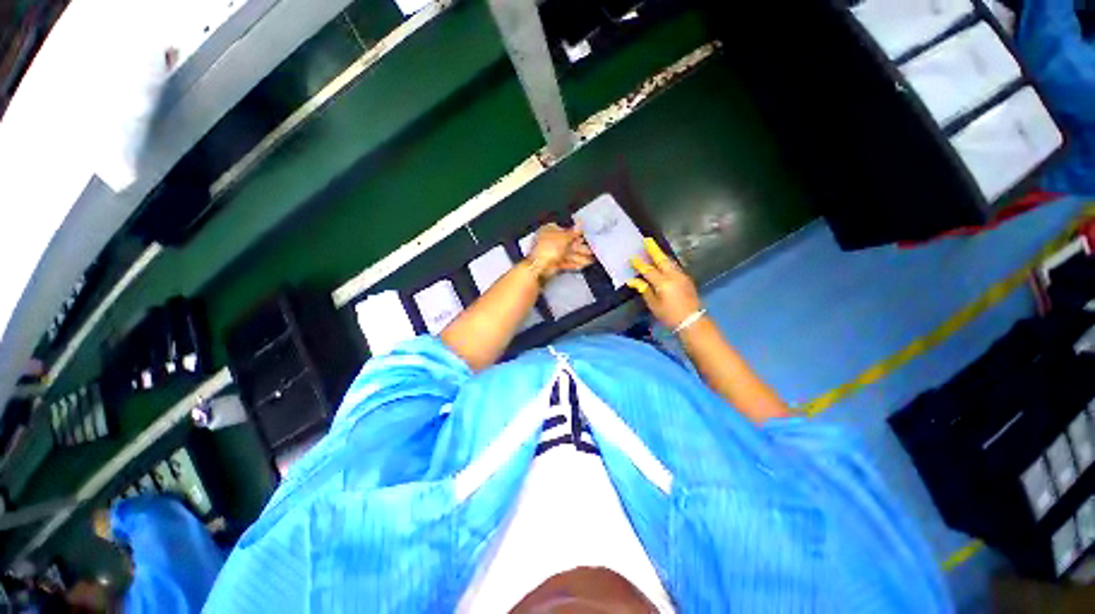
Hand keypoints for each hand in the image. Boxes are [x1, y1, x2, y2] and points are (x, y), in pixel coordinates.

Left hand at [527, 223, 594, 282]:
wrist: (539, 267)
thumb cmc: (548, 249)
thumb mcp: (564, 238)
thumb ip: (573, 232)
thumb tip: (580, 224)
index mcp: (549, 230)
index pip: (565, 231)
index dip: (577, 235)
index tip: (586, 239)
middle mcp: (550, 241)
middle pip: (568, 244)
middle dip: (581, 248)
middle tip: (592, 251)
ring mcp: (551, 253)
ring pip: (568, 254)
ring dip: (580, 257)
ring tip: (591, 260)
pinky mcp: (553, 263)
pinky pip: (565, 262)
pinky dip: (574, 263)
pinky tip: (582, 265)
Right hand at [627, 238, 701, 329]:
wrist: (692, 321)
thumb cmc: (669, 315)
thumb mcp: (653, 304)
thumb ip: (644, 290)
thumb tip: (633, 281)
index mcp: (663, 283)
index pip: (648, 270)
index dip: (639, 264)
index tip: (632, 258)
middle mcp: (673, 276)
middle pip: (662, 260)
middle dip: (654, 249)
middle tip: (647, 240)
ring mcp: (682, 276)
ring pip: (670, 261)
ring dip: (661, 254)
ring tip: (654, 248)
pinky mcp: (687, 279)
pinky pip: (675, 266)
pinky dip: (667, 261)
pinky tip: (664, 262)